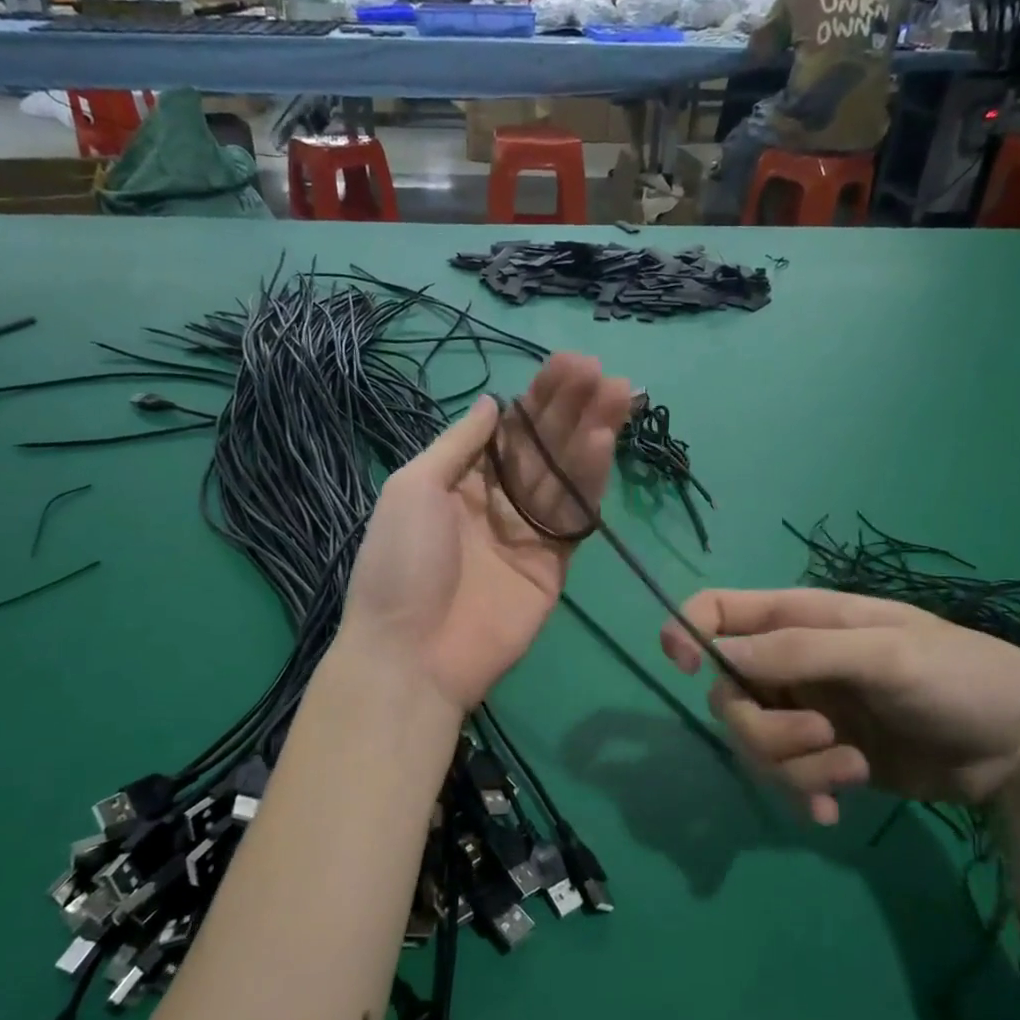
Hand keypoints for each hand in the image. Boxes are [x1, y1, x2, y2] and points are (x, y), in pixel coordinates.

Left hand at [342, 353, 634, 712]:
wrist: (412, 653)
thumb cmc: (401, 563)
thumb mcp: (413, 487)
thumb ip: (458, 444)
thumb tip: (493, 403)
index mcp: (459, 482)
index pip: (507, 431)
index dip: (537, 399)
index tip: (568, 366)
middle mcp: (497, 502)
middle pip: (541, 448)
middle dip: (570, 408)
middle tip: (600, 371)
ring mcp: (528, 534)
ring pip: (564, 475)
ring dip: (590, 433)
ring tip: (617, 392)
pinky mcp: (554, 564)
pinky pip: (574, 516)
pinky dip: (590, 479)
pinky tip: (603, 440)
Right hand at [660, 589, 1019, 822]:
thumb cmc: (961, 678)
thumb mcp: (884, 654)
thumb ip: (799, 652)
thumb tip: (718, 654)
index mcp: (800, 620)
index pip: (718, 611)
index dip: (687, 630)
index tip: (683, 664)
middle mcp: (792, 665)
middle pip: (727, 693)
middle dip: (763, 727)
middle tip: (820, 737)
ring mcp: (807, 712)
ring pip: (754, 742)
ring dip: (793, 765)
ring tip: (853, 771)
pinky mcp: (826, 758)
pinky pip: (784, 777)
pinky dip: (802, 794)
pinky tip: (835, 812)